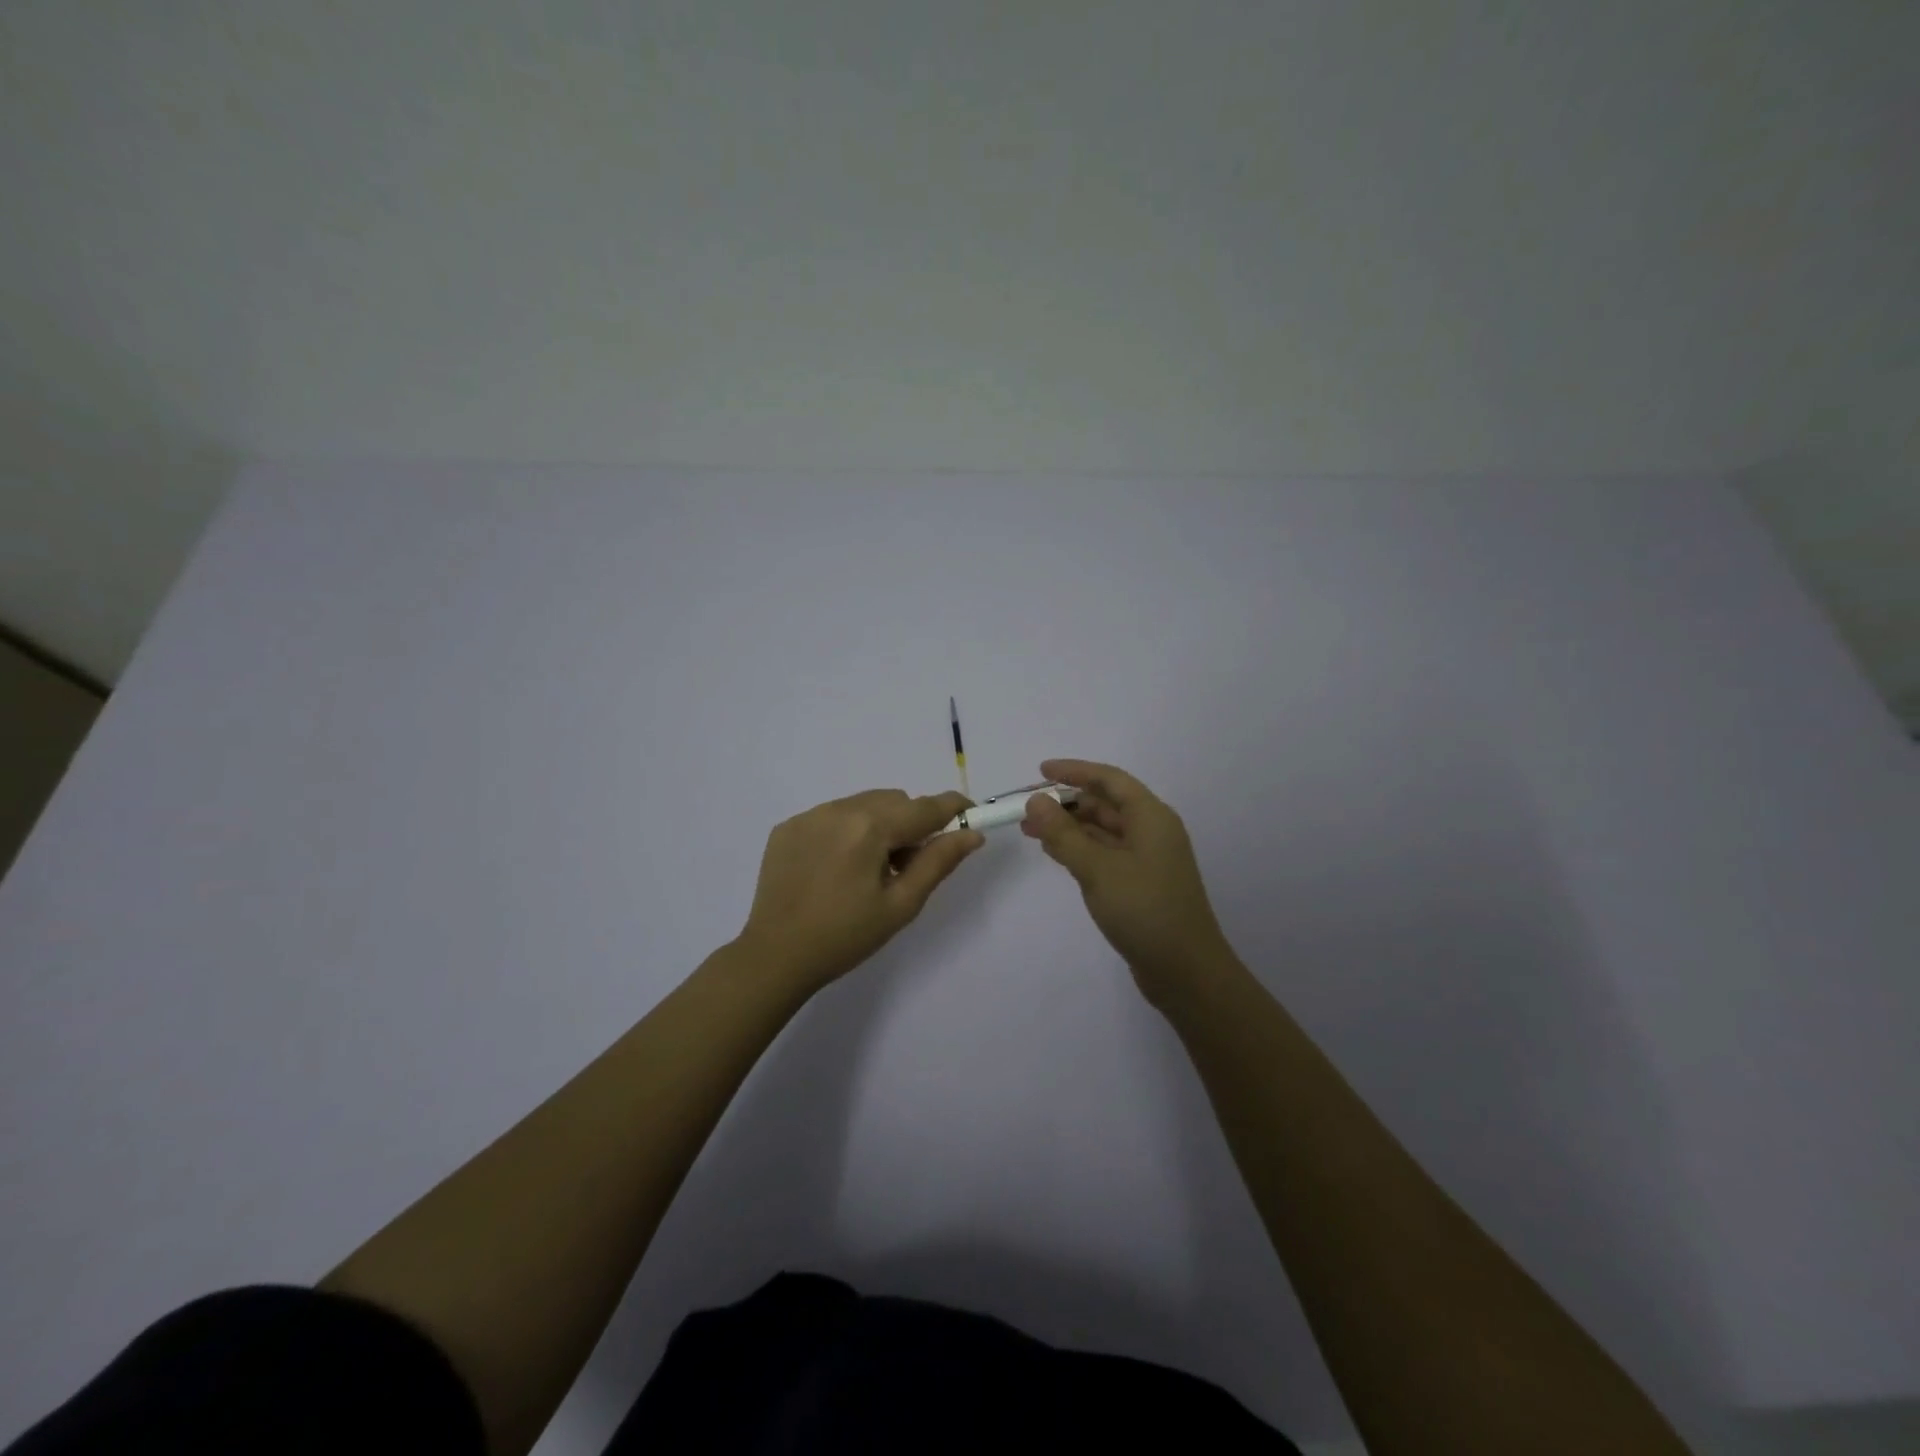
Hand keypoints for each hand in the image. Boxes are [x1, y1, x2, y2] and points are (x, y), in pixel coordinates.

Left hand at [737, 789, 983, 993]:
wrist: (775, 956)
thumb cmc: (845, 936)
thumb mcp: (901, 904)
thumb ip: (938, 862)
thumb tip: (972, 834)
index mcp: (870, 827)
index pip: (925, 807)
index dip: (953, 808)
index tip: (971, 814)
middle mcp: (839, 809)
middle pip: (894, 801)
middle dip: (912, 823)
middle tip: (908, 866)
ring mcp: (809, 815)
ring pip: (864, 804)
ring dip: (879, 825)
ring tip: (869, 870)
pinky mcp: (788, 826)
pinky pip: (832, 815)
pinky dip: (847, 831)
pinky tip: (837, 868)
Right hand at [1022, 759, 1234, 1008]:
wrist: (1186, 971)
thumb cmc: (1144, 910)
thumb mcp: (1097, 869)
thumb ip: (1063, 834)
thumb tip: (1035, 801)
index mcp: (1151, 817)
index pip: (1109, 780)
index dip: (1074, 771)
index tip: (1040, 771)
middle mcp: (1152, 831)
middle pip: (1106, 804)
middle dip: (1066, 802)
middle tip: (1027, 807)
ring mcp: (1147, 859)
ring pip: (1103, 831)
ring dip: (1069, 827)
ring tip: (1031, 830)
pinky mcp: (1140, 883)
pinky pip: (1106, 853)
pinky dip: (1080, 849)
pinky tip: (1055, 853)